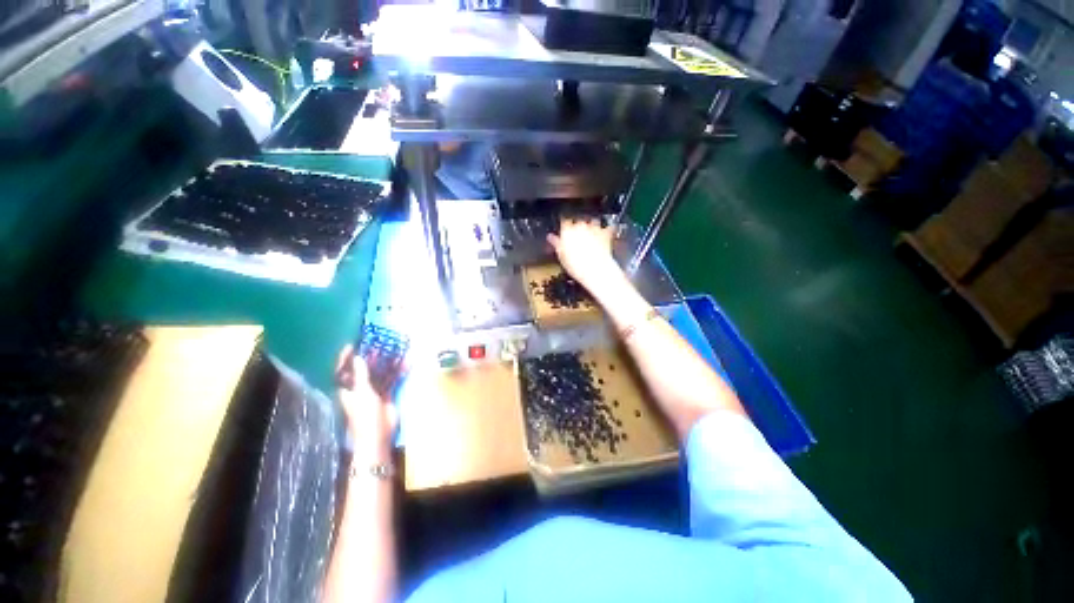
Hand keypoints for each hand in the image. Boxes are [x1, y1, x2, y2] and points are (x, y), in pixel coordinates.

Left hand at [336, 346, 397, 455]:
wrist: (379, 434)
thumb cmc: (365, 415)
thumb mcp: (362, 393)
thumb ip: (361, 375)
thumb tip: (358, 358)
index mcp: (348, 389)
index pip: (343, 370)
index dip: (346, 358)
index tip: (352, 345)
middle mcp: (360, 388)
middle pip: (364, 369)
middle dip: (371, 357)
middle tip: (379, 345)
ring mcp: (374, 391)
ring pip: (381, 373)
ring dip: (388, 363)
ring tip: (396, 350)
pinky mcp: (387, 395)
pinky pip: (393, 380)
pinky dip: (399, 372)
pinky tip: (407, 363)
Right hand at [546, 217, 621, 295]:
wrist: (595, 270)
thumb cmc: (576, 265)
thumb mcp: (561, 256)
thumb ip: (556, 243)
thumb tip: (551, 237)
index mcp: (567, 230)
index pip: (564, 222)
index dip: (565, 227)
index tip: (565, 232)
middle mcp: (580, 226)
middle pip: (578, 222)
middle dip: (578, 228)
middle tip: (578, 239)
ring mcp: (594, 228)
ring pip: (592, 222)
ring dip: (592, 227)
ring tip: (591, 237)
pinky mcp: (605, 233)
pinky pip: (606, 228)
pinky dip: (606, 231)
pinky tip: (605, 235)